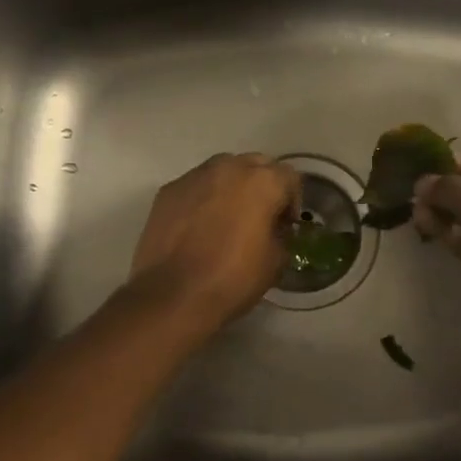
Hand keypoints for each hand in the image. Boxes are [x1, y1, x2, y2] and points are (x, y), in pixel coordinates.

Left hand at [128, 153, 301, 335]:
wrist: (173, 296)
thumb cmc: (233, 279)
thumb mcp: (276, 261)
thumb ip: (281, 234)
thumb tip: (274, 229)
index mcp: (262, 182)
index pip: (289, 177)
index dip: (293, 201)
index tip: (286, 226)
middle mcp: (229, 168)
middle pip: (256, 165)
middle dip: (263, 185)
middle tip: (260, 216)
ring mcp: (194, 176)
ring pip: (223, 170)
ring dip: (232, 187)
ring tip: (227, 218)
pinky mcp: (168, 191)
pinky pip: (196, 186)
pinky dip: (203, 198)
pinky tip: (199, 227)